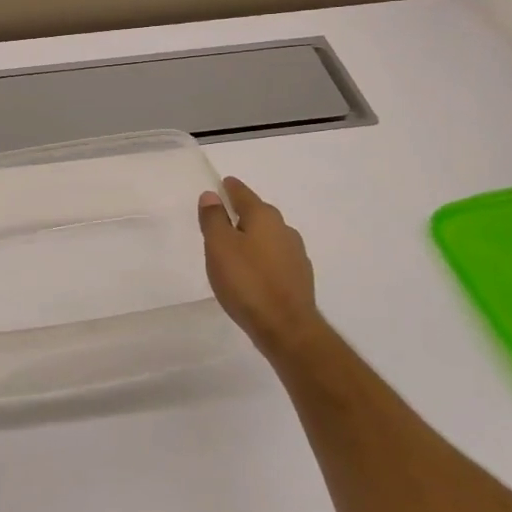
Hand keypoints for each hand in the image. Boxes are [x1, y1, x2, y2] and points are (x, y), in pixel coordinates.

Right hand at [198, 177, 334, 364]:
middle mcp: (284, 229)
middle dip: (242, 213)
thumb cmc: (247, 282)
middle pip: (258, 213)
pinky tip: (253, 272)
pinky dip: (263, 258)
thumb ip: (214, 219)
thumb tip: (211, 195)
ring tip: (235, 247)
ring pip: (269, 236)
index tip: (221, 184)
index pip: (243, 194)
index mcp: (263, 217)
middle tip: (223, 217)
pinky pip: (276, 258)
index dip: (230, 188)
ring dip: (253, 237)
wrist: (286, 327)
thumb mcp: (219, 247)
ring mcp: (296, 254)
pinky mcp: (299, 277)